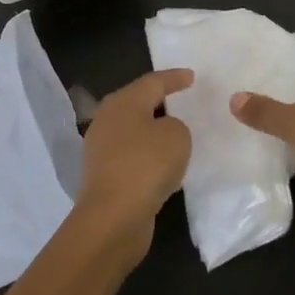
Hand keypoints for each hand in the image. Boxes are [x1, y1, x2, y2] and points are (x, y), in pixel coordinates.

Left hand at [73, 69, 192, 269]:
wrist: (113, 218)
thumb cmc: (145, 165)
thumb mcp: (176, 135)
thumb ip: (175, 125)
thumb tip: (163, 133)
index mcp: (122, 102)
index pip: (153, 82)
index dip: (174, 78)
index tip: (192, 76)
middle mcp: (107, 120)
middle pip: (138, 103)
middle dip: (160, 101)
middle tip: (183, 99)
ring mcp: (102, 150)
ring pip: (134, 131)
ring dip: (154, 131)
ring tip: (177, 132)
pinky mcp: (104, 176)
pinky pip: (132, 156)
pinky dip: (148, 156)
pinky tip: (164, 165)